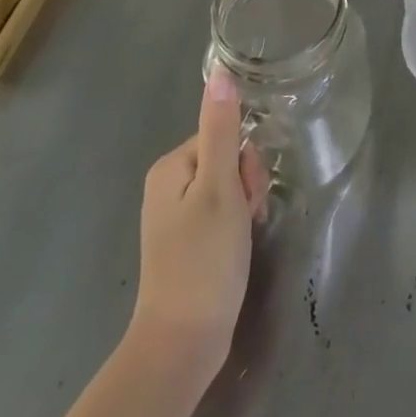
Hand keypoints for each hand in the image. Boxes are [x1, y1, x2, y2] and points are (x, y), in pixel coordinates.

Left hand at [128, 69, 269, 383]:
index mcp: (171, 166)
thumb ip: (222, 129)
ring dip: (244, 206)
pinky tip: (237, 249)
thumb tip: (220, 71)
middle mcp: (168, 185)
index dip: (244, 162)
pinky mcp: (186, 242)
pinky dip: (236, 226)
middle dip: (246, 183)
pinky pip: (221, 213)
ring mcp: (175, 216)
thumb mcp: (220, 189)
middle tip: (246, 219)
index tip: (247, 196)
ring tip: (243, 238)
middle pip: (226, 159)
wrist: (182, 346)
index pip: (224, 136)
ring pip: (227, 186)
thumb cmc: (204, 261)